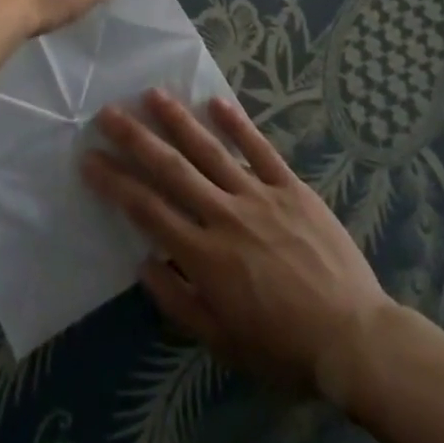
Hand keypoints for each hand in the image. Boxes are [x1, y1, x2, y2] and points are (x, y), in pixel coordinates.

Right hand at [84, 91, 431, 397]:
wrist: (354, 339)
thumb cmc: (283, 348)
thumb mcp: (222, 342)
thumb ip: (179, 302)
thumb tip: (144, 263)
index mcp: (204, 256)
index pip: (147, 209)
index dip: (114, 182)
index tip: (89, 158)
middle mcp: (225, 216)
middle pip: (171, 170)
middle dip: (136, 139)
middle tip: (108, 112)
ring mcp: (260, 196)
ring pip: (211, 150)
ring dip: (179, 120)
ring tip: (153, 94)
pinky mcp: (292, 188)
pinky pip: (261, 149)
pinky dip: (238, 125)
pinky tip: (217, 102)